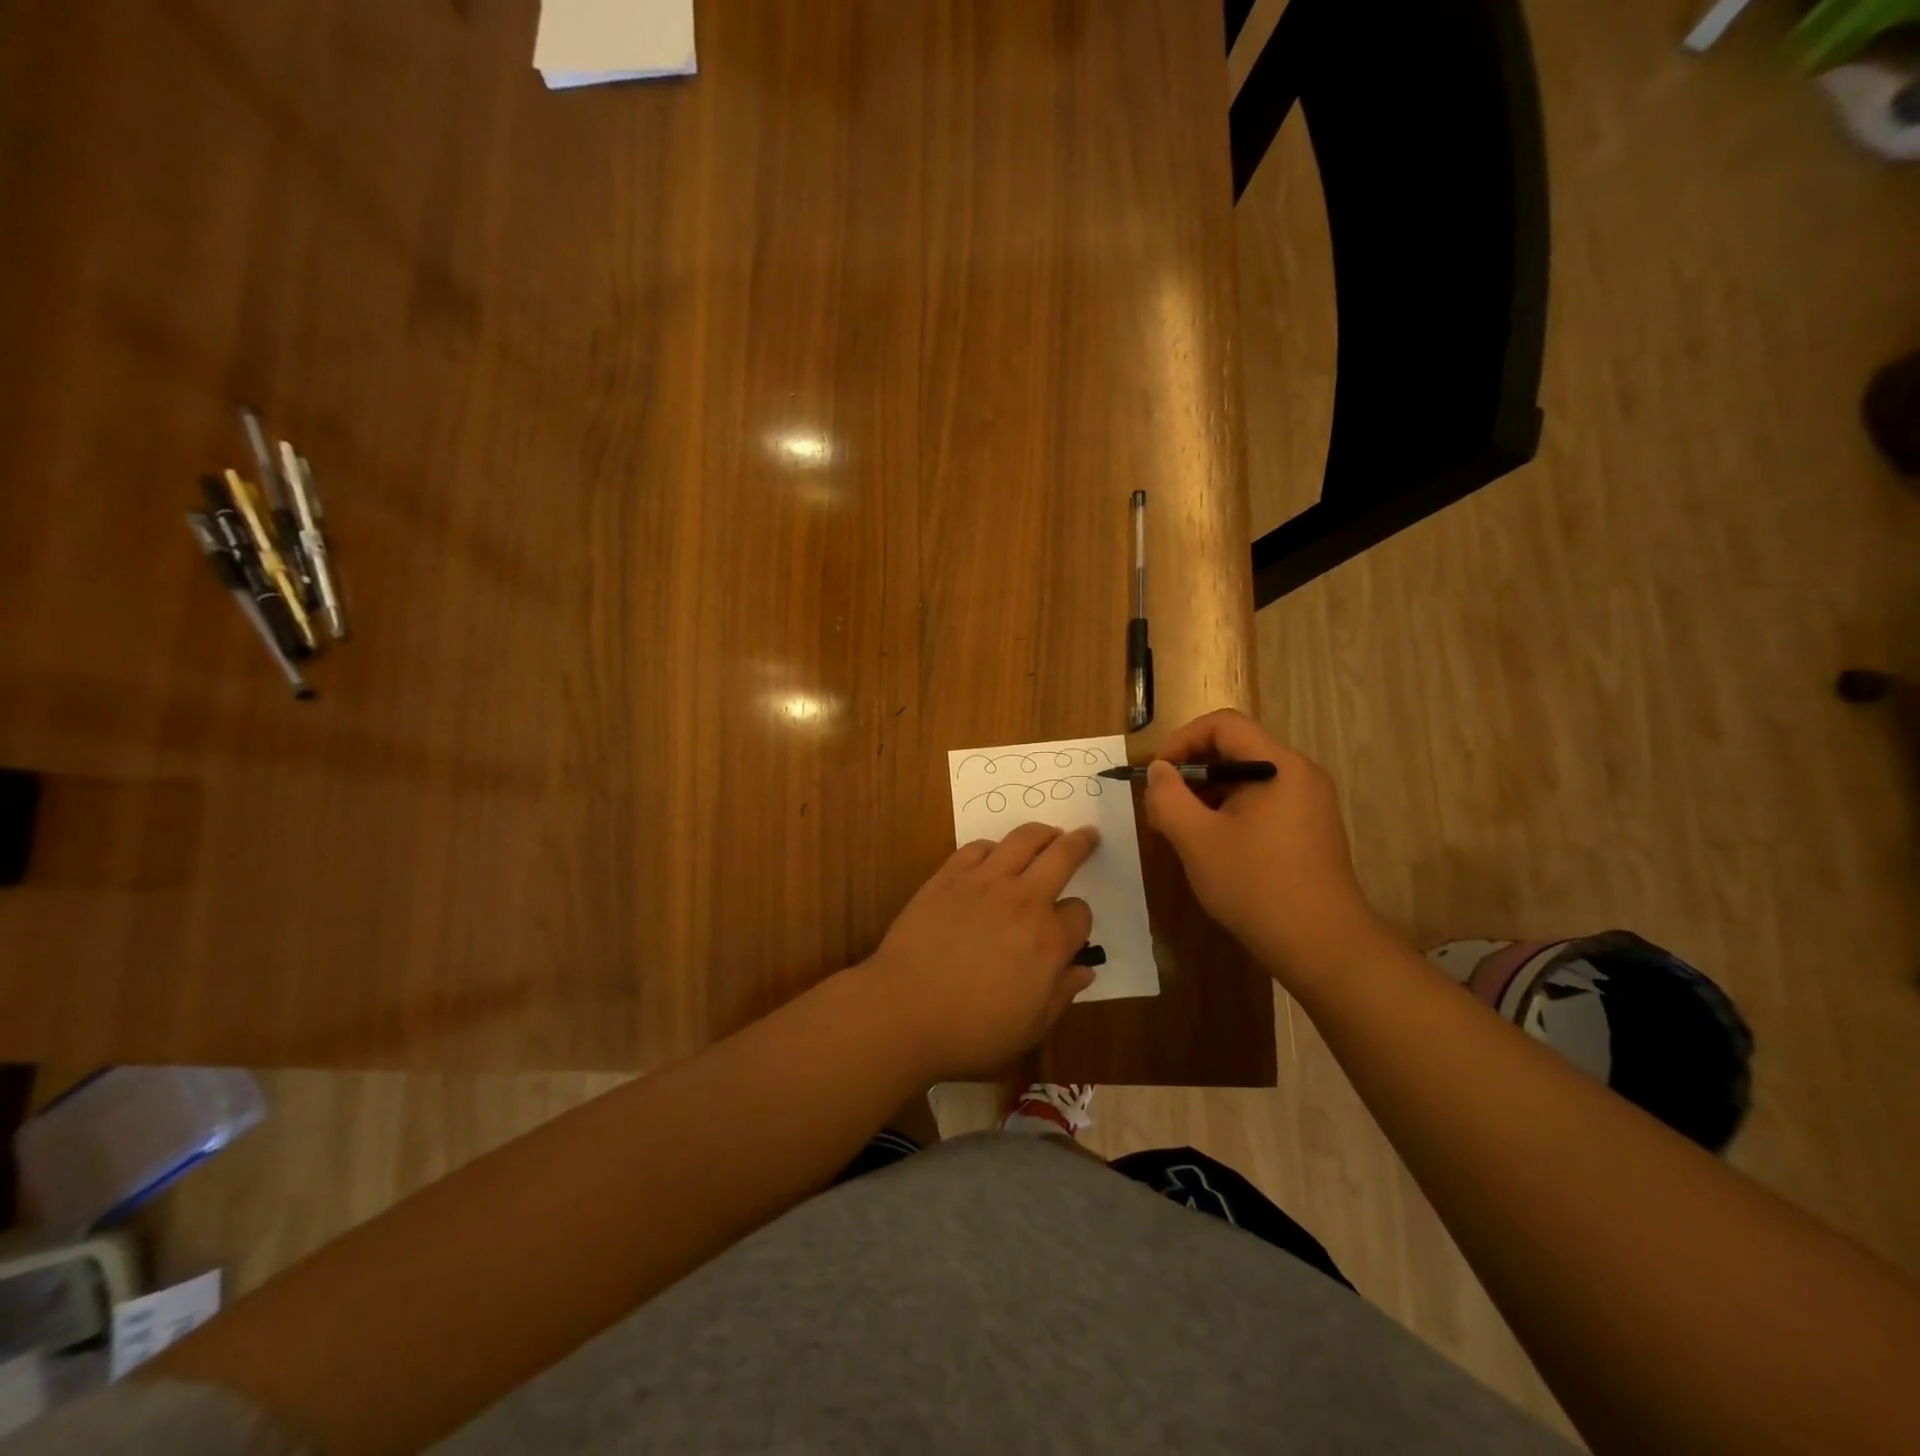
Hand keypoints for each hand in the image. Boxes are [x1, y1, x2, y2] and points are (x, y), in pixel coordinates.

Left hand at [864, 823, 1097, 1080]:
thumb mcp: (1030, 1028)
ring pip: (1022, 840)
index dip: (1079, 921)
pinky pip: (977, 848)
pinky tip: (993, 854)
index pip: (1080, 914)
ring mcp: (983, 883)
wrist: (903, 1011)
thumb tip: (1085, 971)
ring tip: (1048, 833)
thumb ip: (1061, 994)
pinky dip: (992, 847)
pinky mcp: (948, 877)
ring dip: (1041, 833)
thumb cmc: (971, 1031)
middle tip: (1087, 834)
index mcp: (1048, 940)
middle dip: (1080, 844)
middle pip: (1061, 857)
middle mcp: (1022, 901)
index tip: (1070, 930)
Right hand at [1143, 709, 1384, 987]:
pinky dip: (1229, 814)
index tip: (1156, 774)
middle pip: (1234, 751)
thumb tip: (1158, 770)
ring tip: (1179, 832)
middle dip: (1190, 773)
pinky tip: (1210, 848)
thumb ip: (1168, 796)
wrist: (1322, 946)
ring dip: (1206, 796)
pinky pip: (1261, 804)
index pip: (1223, 725)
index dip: (1181, 740)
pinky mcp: (1309, 830)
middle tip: (1161, 809)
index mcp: (1279, 766)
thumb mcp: (1196, 839)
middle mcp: (1300, 775)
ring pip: (1245, 780)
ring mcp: (1308, 803)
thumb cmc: (1256, 885)